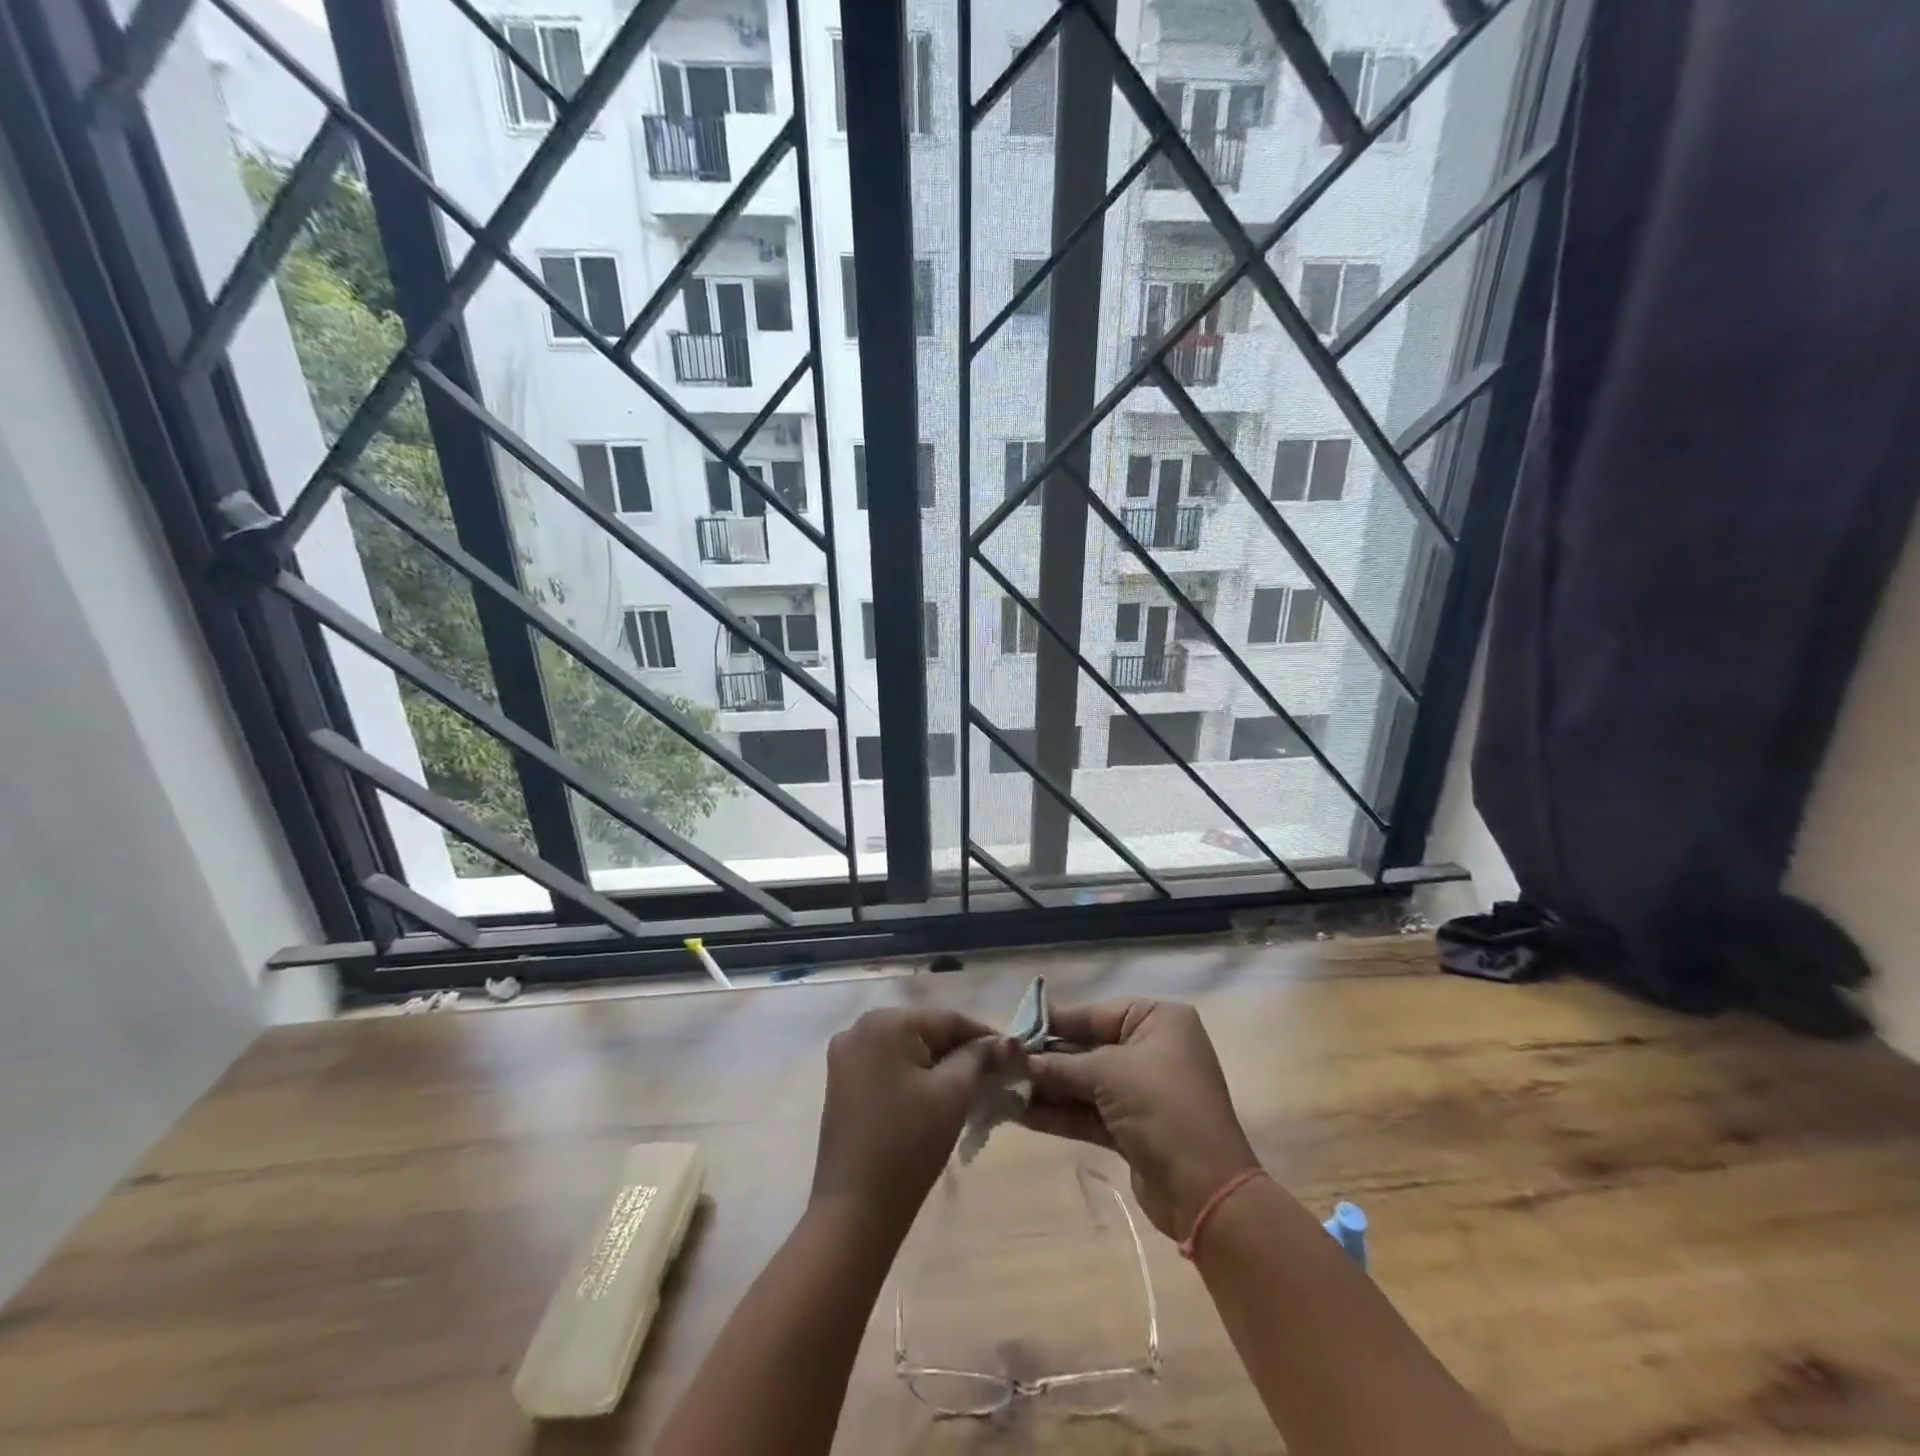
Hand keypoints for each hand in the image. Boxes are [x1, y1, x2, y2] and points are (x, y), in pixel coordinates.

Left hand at [810, 1008, 1015, 1236]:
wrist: (856, 1209)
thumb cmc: (908, 1144)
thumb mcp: (953, 1094)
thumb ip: (978, 1058)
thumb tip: (1002, 1043)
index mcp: (885, 1022)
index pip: (947, 1019)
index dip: (984, 1035)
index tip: (1013, 1054)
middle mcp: (859, 1028)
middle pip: (925, 1031)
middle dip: (960, 1051)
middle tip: (994, 1074)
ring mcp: (846, 1056)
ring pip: (906, 1049)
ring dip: (938, 1064)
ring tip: (972, 1087)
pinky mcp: (841, 1083)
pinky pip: (888, 1066)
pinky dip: (914, 1076)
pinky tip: (936, 1097)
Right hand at [1020, 998, 1258, 1239]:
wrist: (1205, 1189)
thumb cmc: (1161, 1107)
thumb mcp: (1108, 1073)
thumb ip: (1061, 1065)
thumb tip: (1021, 1061)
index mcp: (1158, 1021)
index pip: (1096, 1014)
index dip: (1055, 1022)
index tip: (1015, 1028)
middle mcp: (1152, 1049)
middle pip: (1088, 1048)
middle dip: (1047, 1060)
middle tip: (1003, 1062)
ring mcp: (1143, 1091)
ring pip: (1085, 1083)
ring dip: (1048, 1088)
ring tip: (1002, 1088)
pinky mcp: (1133, 1128)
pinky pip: (1089, 1112)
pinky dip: (1059, 1112)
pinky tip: (1020, 1113)